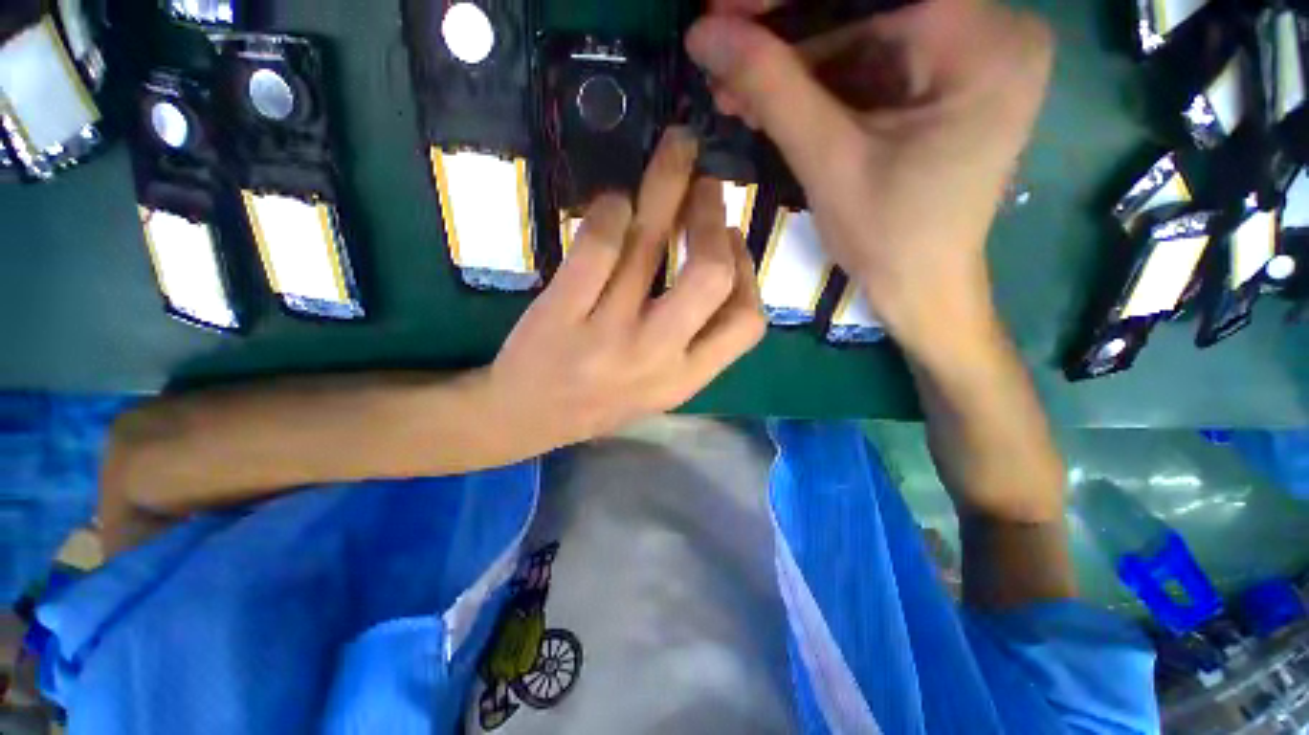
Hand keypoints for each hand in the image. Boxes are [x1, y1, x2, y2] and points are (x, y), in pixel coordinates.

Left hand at [486, 128, 765, 451]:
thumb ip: (695, 340)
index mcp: (684, 379)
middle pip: (709, 276)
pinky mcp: (561, 313)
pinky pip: (596, 246)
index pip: (746, 323)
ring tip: (674, 155)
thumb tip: (721, 263)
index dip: (748, 271)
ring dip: (667, 186)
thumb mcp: (660, 388)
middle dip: (713, 219)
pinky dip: (610, 210)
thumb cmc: (599, 403)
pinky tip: (613, 203)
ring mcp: (606, 334)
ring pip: (648, 244)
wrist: (525, 419)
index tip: (733, 240)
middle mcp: (654, 357)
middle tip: (707, 185)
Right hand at [687, 0, 1052, 363]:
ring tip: (736, 94)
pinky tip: (769, 105)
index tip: (725, 9)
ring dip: (793, 67)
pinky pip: (870, 67)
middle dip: (787, 38)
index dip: (788, 0)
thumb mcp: (828, 161)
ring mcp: (967, 59)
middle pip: (868, 9)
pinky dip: (817, 86)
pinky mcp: (941, 86)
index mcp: (983, 42)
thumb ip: (772, 89)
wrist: (920, 289)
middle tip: (723, 57)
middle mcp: (989, 32)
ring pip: (862, 37)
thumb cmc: (887, 239)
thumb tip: (705, 34)